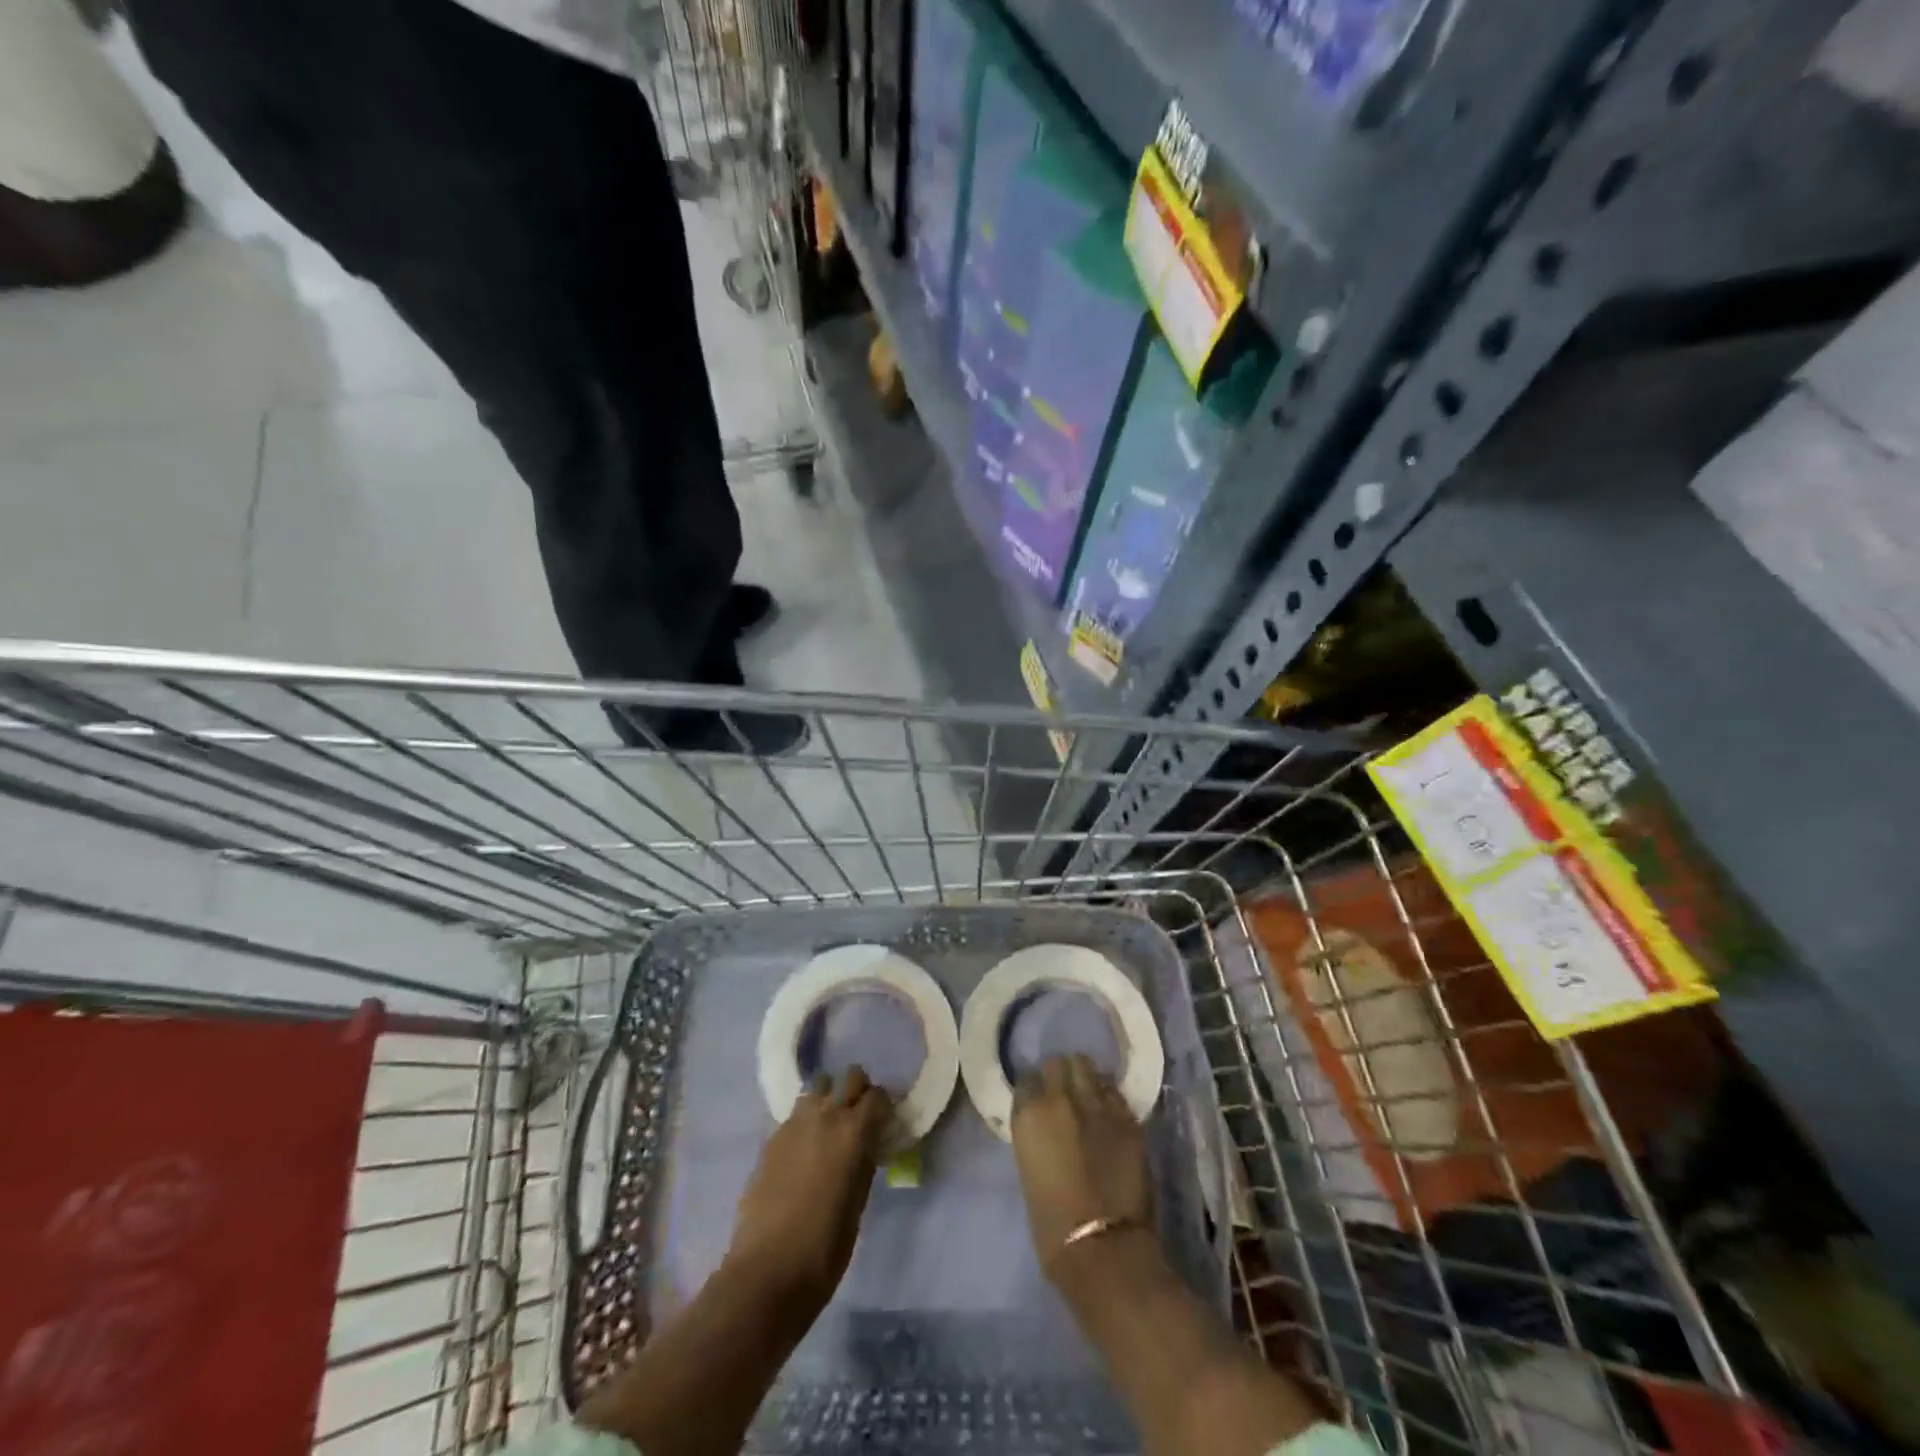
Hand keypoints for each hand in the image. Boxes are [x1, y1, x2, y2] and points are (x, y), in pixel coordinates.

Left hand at [724, 1066, 892, 1311]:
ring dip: (829, 1098)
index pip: (878, 1096)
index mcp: (854, 1132)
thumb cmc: (824, 1247)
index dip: (884, 1107)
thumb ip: (864, 1163)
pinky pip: (796, 1114)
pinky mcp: (771, 1138)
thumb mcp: (858, 1204)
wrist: (767, 1271)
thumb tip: (866, 1146)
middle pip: (849, 1077)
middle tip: (860, 1117)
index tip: (885, 1122)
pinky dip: (806, 1120)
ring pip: (818, 1087)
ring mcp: (794, 1124)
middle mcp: (825, 1116)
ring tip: (830, 1127)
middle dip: (859, 1090)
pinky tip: (804, 1149)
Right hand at [1011, 1055, 1154, 1282]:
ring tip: (1089, 1095)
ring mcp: (1098, 1105)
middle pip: (1059, 1064)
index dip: (1034, 1088)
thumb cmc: (1052, 1226)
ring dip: (1086, 1079)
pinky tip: (1110, 1113)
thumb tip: (1047, 1128)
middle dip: (1061, 1074)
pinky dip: (1110, 1098)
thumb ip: (1037, 1137)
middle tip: (1064, 1092)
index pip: (1027, 1079)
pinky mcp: (1129, 1118)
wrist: (1103, 1248)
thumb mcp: (1029, 1170)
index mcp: (1030, 1114)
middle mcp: (1061, 1099)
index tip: (1038, 1098)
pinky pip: (1115, 1094)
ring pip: (1090, 1069)